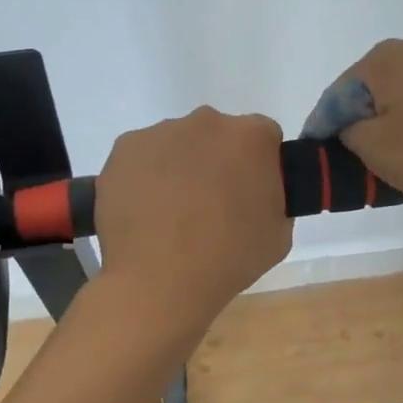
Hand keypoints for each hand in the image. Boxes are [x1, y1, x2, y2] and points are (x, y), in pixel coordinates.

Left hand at [94, 107, 292, 325]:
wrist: (157, 280)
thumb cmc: (227, 259)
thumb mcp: (278, 234)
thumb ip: (273, 198)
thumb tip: (255, 193)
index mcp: (251, 138)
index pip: (264, 137)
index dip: (259, 165)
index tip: (250, 193)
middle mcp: (206, 122)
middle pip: (217, 135)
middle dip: (217, 161)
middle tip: (210, 205)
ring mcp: (160, 132)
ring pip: (176, 143)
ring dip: (179, 167)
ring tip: (169, 214)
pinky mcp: (124, 148)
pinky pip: (142, 157)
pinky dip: (144, 176)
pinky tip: (144, 212)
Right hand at [330, 32, 402, 210]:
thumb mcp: (378, 151)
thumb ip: (348, 133)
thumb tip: (351, 126)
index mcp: (383, 59)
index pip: (336, 97)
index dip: (324, 131)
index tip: (322, 160)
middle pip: (372, 91)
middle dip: (363, 125)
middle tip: (362, 164)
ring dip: (397, 124)